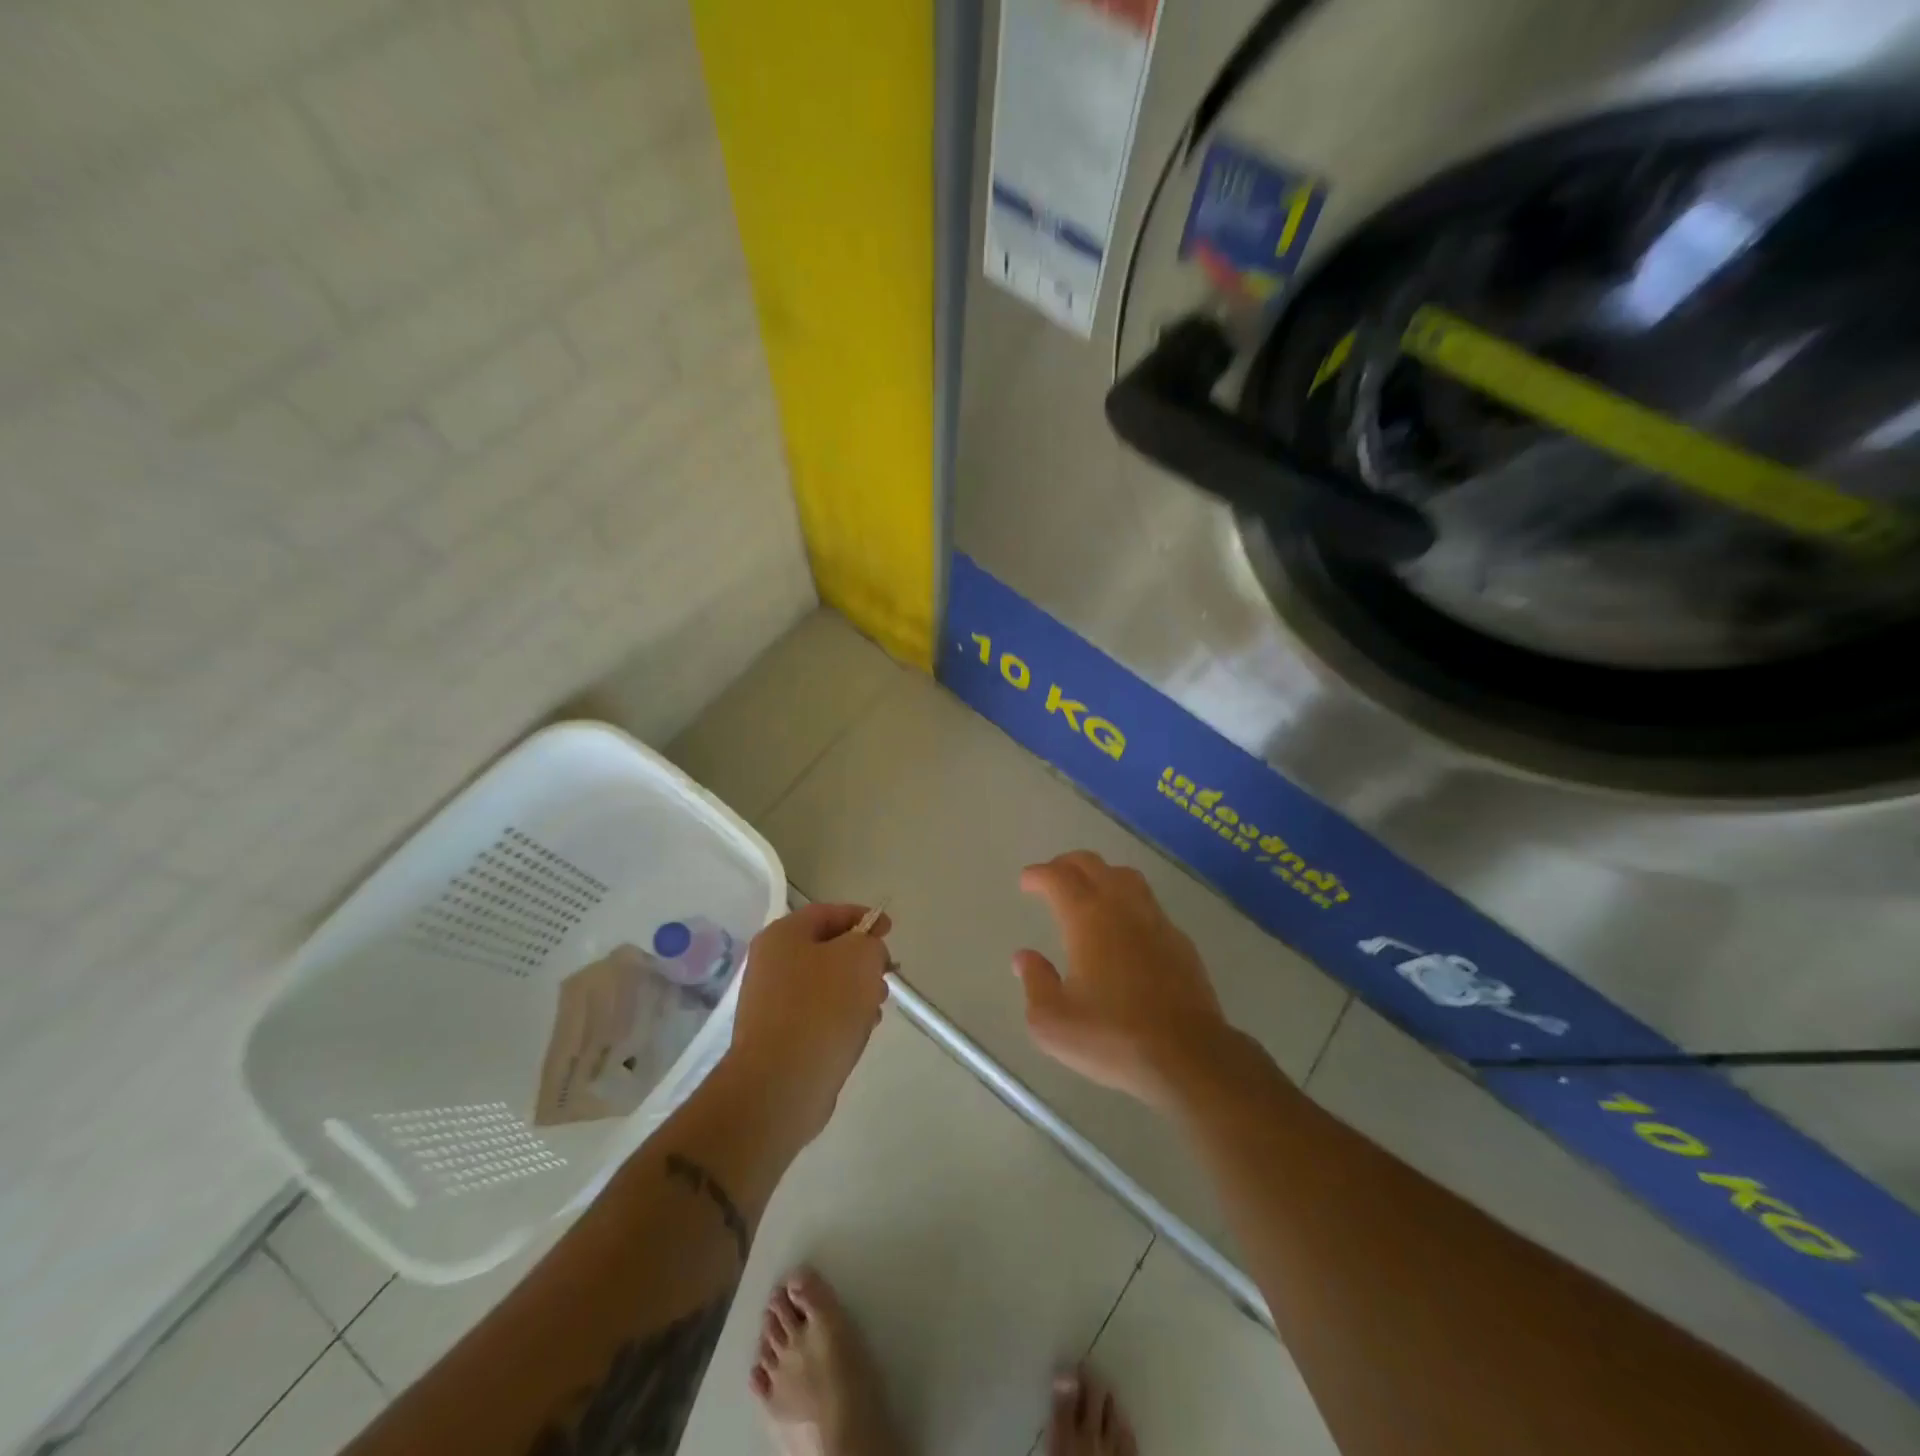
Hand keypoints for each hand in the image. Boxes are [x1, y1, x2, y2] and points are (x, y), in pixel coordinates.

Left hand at [726, 903, 891, 1142]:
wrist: (781, 1083)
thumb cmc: (822, 1008)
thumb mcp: (860, 958)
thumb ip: (870, 943)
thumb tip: (866, 953)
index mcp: (782, 936)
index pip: (827, 913)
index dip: (862, 917)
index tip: (889, 930)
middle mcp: (770, 964)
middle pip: (825, 950)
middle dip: (861, 959)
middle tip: (886, 973)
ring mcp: (770, 1003)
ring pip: (823, 985)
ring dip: (855, 991)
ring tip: (876, 1008)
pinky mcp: (776, 1038)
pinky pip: (816, 1015)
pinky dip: (840, 1018)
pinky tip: (859, 1032)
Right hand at [1015, 851, 1233, 1108]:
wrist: (1188, 1056)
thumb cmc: (1113, 1037)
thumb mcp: (1053, 1022)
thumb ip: (1035, 983)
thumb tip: (1025, 957)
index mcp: (1087, 919)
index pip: (1059, 878)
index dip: (1039, 874)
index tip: (1027, 881)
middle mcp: (1122, 908)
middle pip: (1093, 865)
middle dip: (1067, 864)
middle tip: (1052, 877)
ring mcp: (1156, 921)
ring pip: (1126, 877)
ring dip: (1101, 874)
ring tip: (1088, 891)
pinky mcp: (1180, 941)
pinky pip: (1148, 904)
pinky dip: (1127, 901)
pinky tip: (1124, 926)